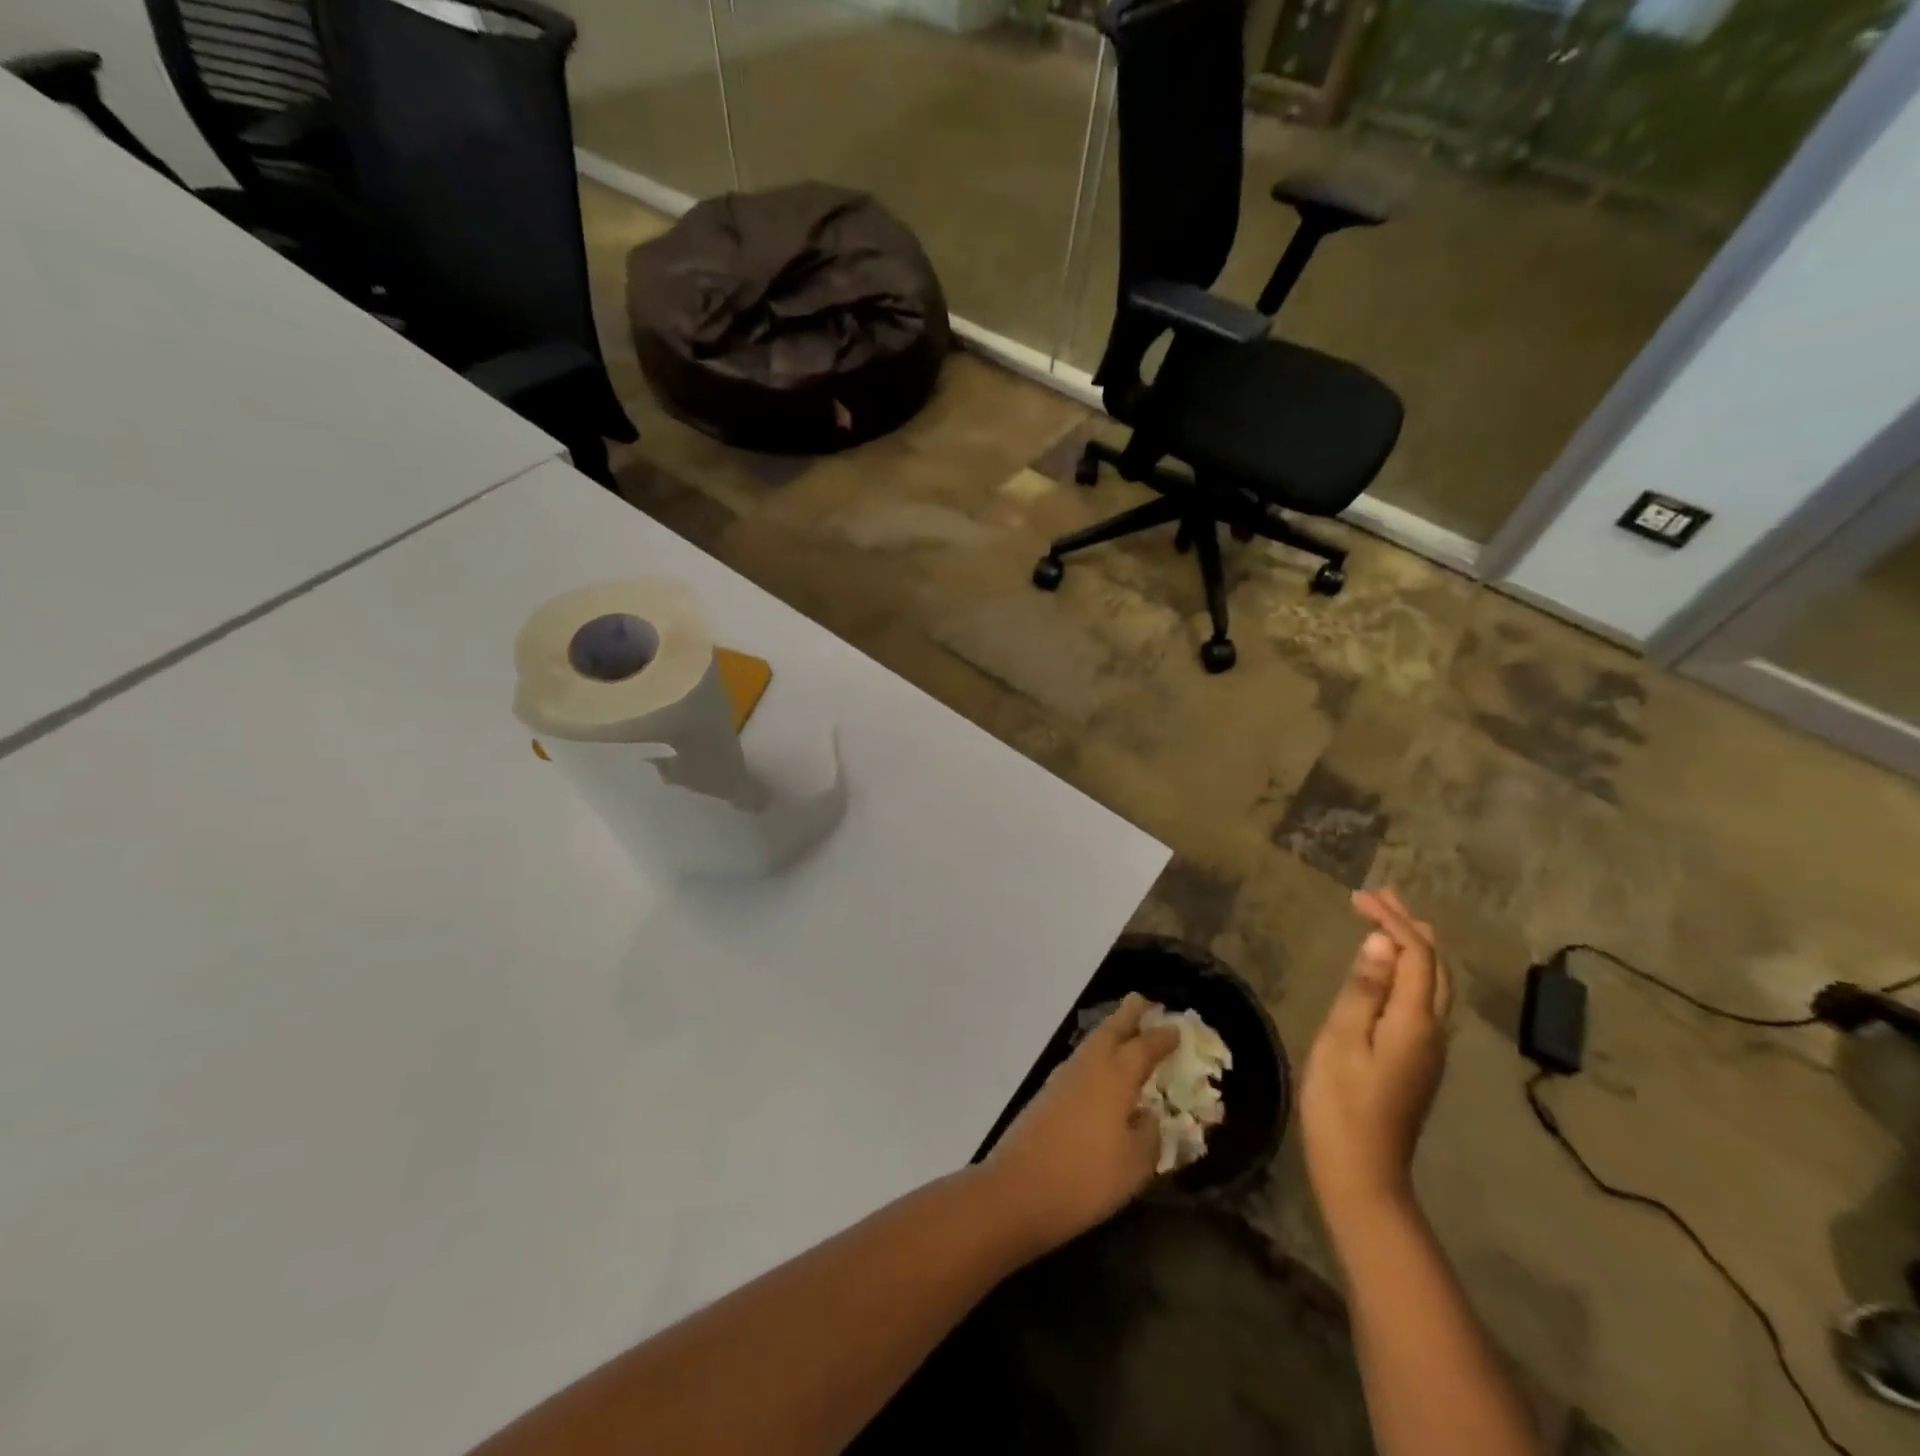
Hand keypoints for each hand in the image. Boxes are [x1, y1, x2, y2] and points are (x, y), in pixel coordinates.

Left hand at [983, 993, 1180, 1252]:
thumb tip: (1149, 1117)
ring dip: (1109, 1032)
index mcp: (1116, 1076)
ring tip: (1124, 1031)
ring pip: (1091, 1043)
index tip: (1176, 1028)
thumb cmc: (1086, 1177)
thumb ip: (1149, 1136)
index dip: (1162, 1038)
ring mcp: (1063, 1078)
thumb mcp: (1135, 1165)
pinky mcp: (1047, 1094)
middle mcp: (1089, 1066)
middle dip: (1128, 1014)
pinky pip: (1080, 1062)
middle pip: (1110, 1029)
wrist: (1018, 1190)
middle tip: (1143, 1001)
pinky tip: (1100, 1071)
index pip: (1144, 1047)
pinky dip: (1095, 1055)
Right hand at [1301, 888, 1451, 1227]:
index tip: (1358, 896)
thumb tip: (1382, 940)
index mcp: (1416, 1022)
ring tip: (1387, 919)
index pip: (1415, 954)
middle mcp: (1433, 1030)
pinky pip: (1424, 1000)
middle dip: (1410, 924)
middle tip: (1378, 895)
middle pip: (1434, 966)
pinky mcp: (1418, 1060)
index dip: (1391, 919)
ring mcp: (1429, 1048)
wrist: (1362, 1171)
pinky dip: (1410, 969)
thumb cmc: (1342, 1103)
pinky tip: (1390, 968)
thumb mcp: (1342, 1040)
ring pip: (1433, 983)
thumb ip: (1365, 989)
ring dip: (1413, 945)